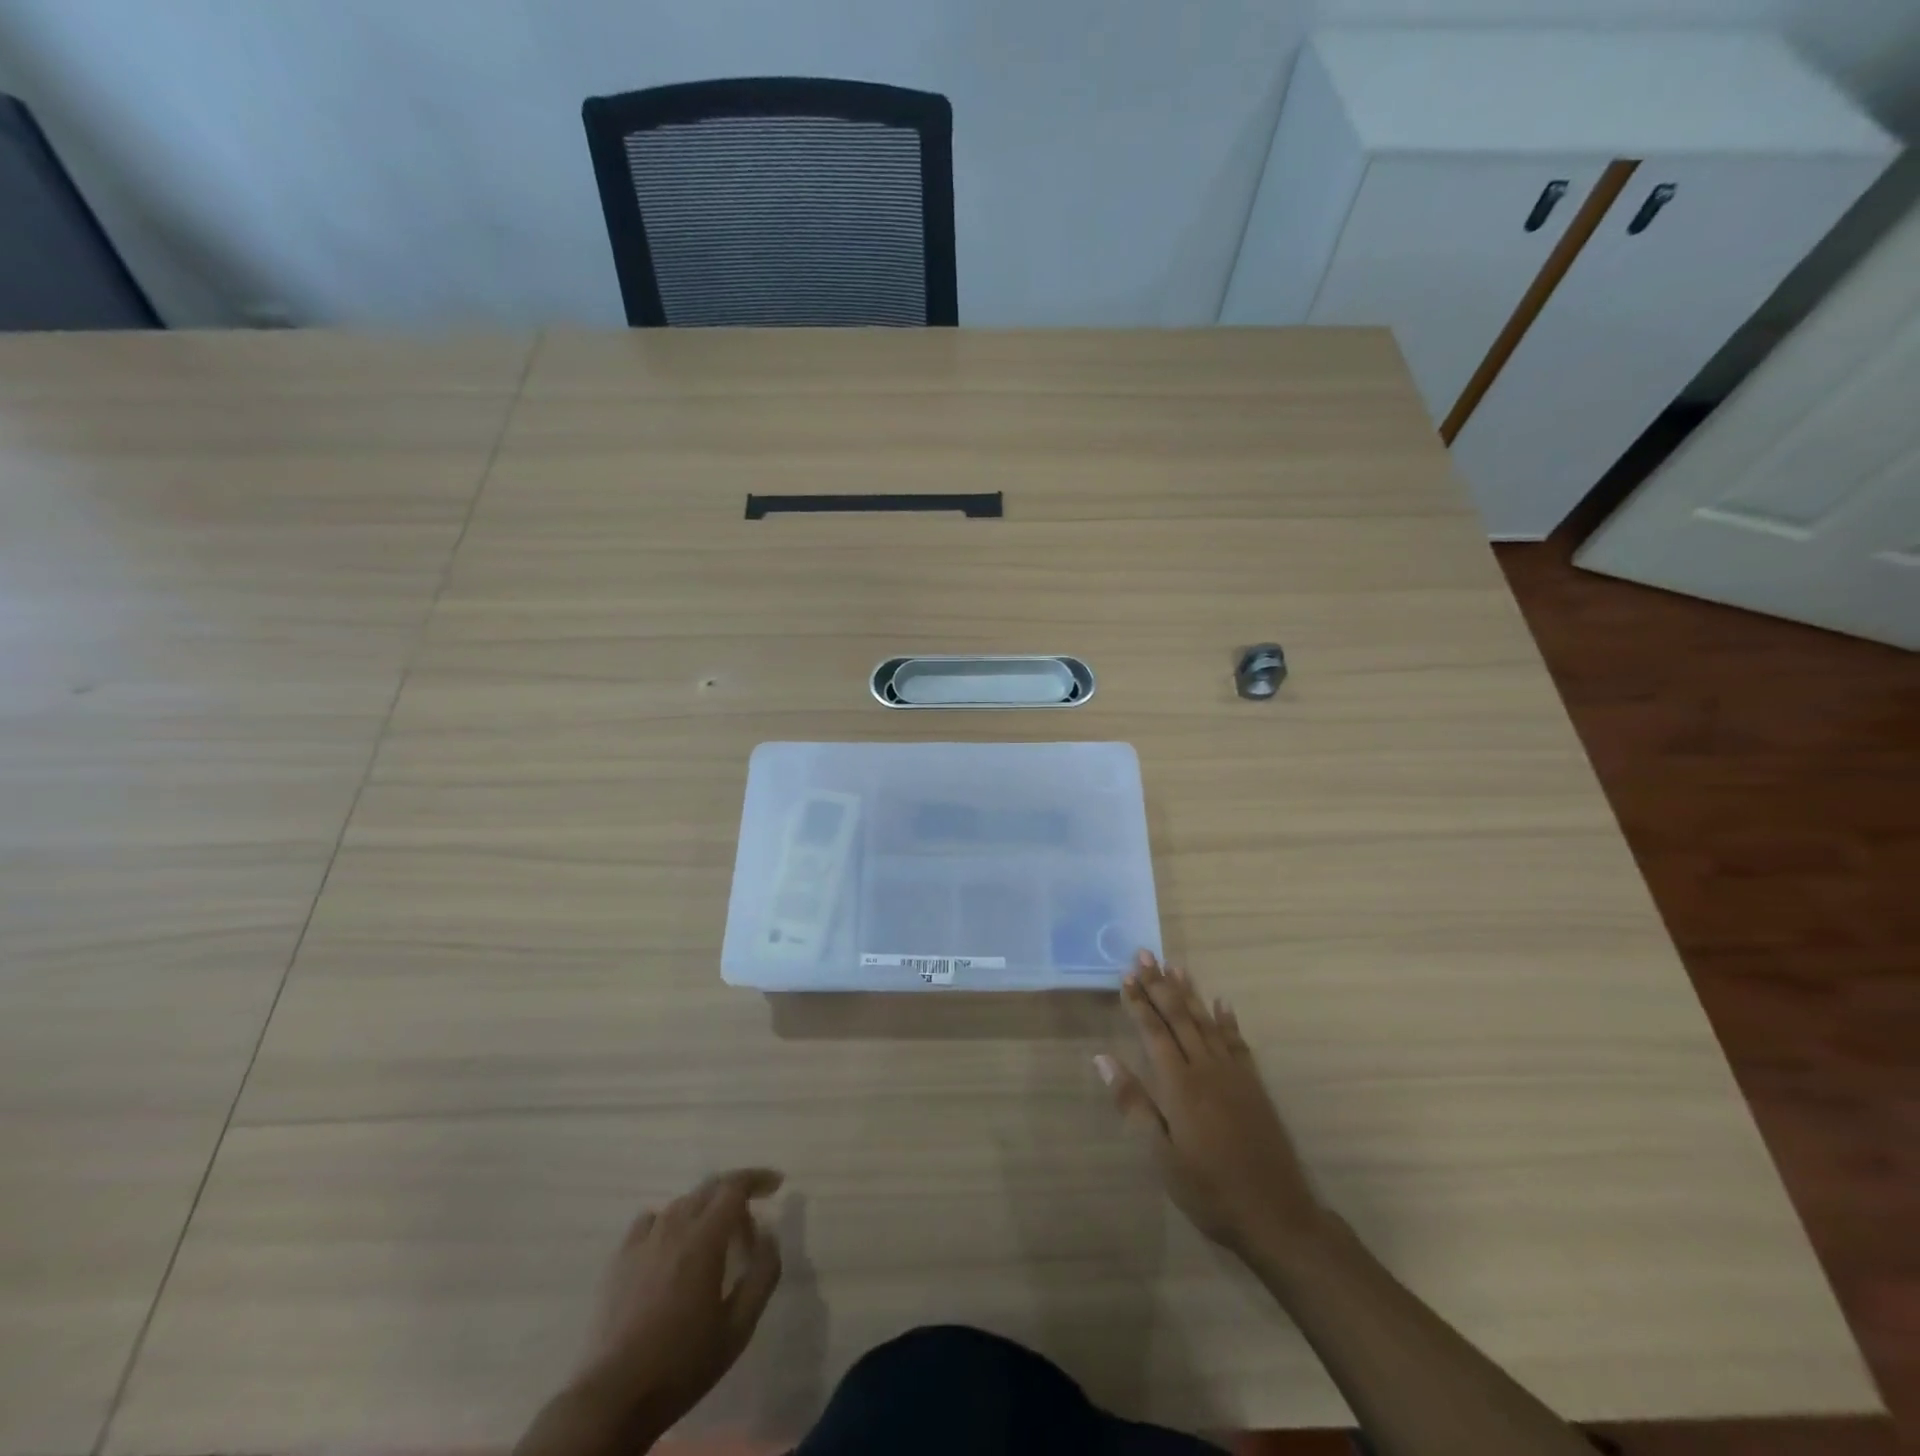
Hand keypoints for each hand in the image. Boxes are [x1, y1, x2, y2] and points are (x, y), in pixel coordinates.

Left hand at [571, 1169, 784, 1441]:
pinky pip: (650, 1222)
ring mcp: (643, 1241)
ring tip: (713, 1240)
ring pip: (681, 1204)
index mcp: (704, 1238)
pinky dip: (670, 1223)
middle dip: (735, 1193)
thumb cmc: (682, 1364)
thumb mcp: (738, 1328)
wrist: (612, 1398)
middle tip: (749, 1222)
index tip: (776, 1184)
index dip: (757, 1179)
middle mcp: (674, 1227)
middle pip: (709, 1188)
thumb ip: (763, 1275)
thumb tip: (769, 1236)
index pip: (735, 1187)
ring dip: (704, 1211)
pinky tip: (671, 1249)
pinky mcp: (619, 1259)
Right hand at [1097, 951, 1323, 1257]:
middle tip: (1144, 955)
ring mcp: (1234, 1074)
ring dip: (1189, 992)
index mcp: (1180, 1085)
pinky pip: (1237, 1042)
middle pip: (1179, 1017)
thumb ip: (1134, 1104)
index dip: (1138, 1002)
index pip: (1154, 1032)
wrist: (1276, 1215)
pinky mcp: (1254, 1085)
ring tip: (1174, 966)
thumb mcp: (1162, 1156)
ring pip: (1206, 1022)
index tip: (1125, 976)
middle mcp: (1206, 1068)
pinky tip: (1221, 1003)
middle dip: (1159, 985)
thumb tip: (1103, 1059)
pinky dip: (1227, 1020)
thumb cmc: (1209, 1190)